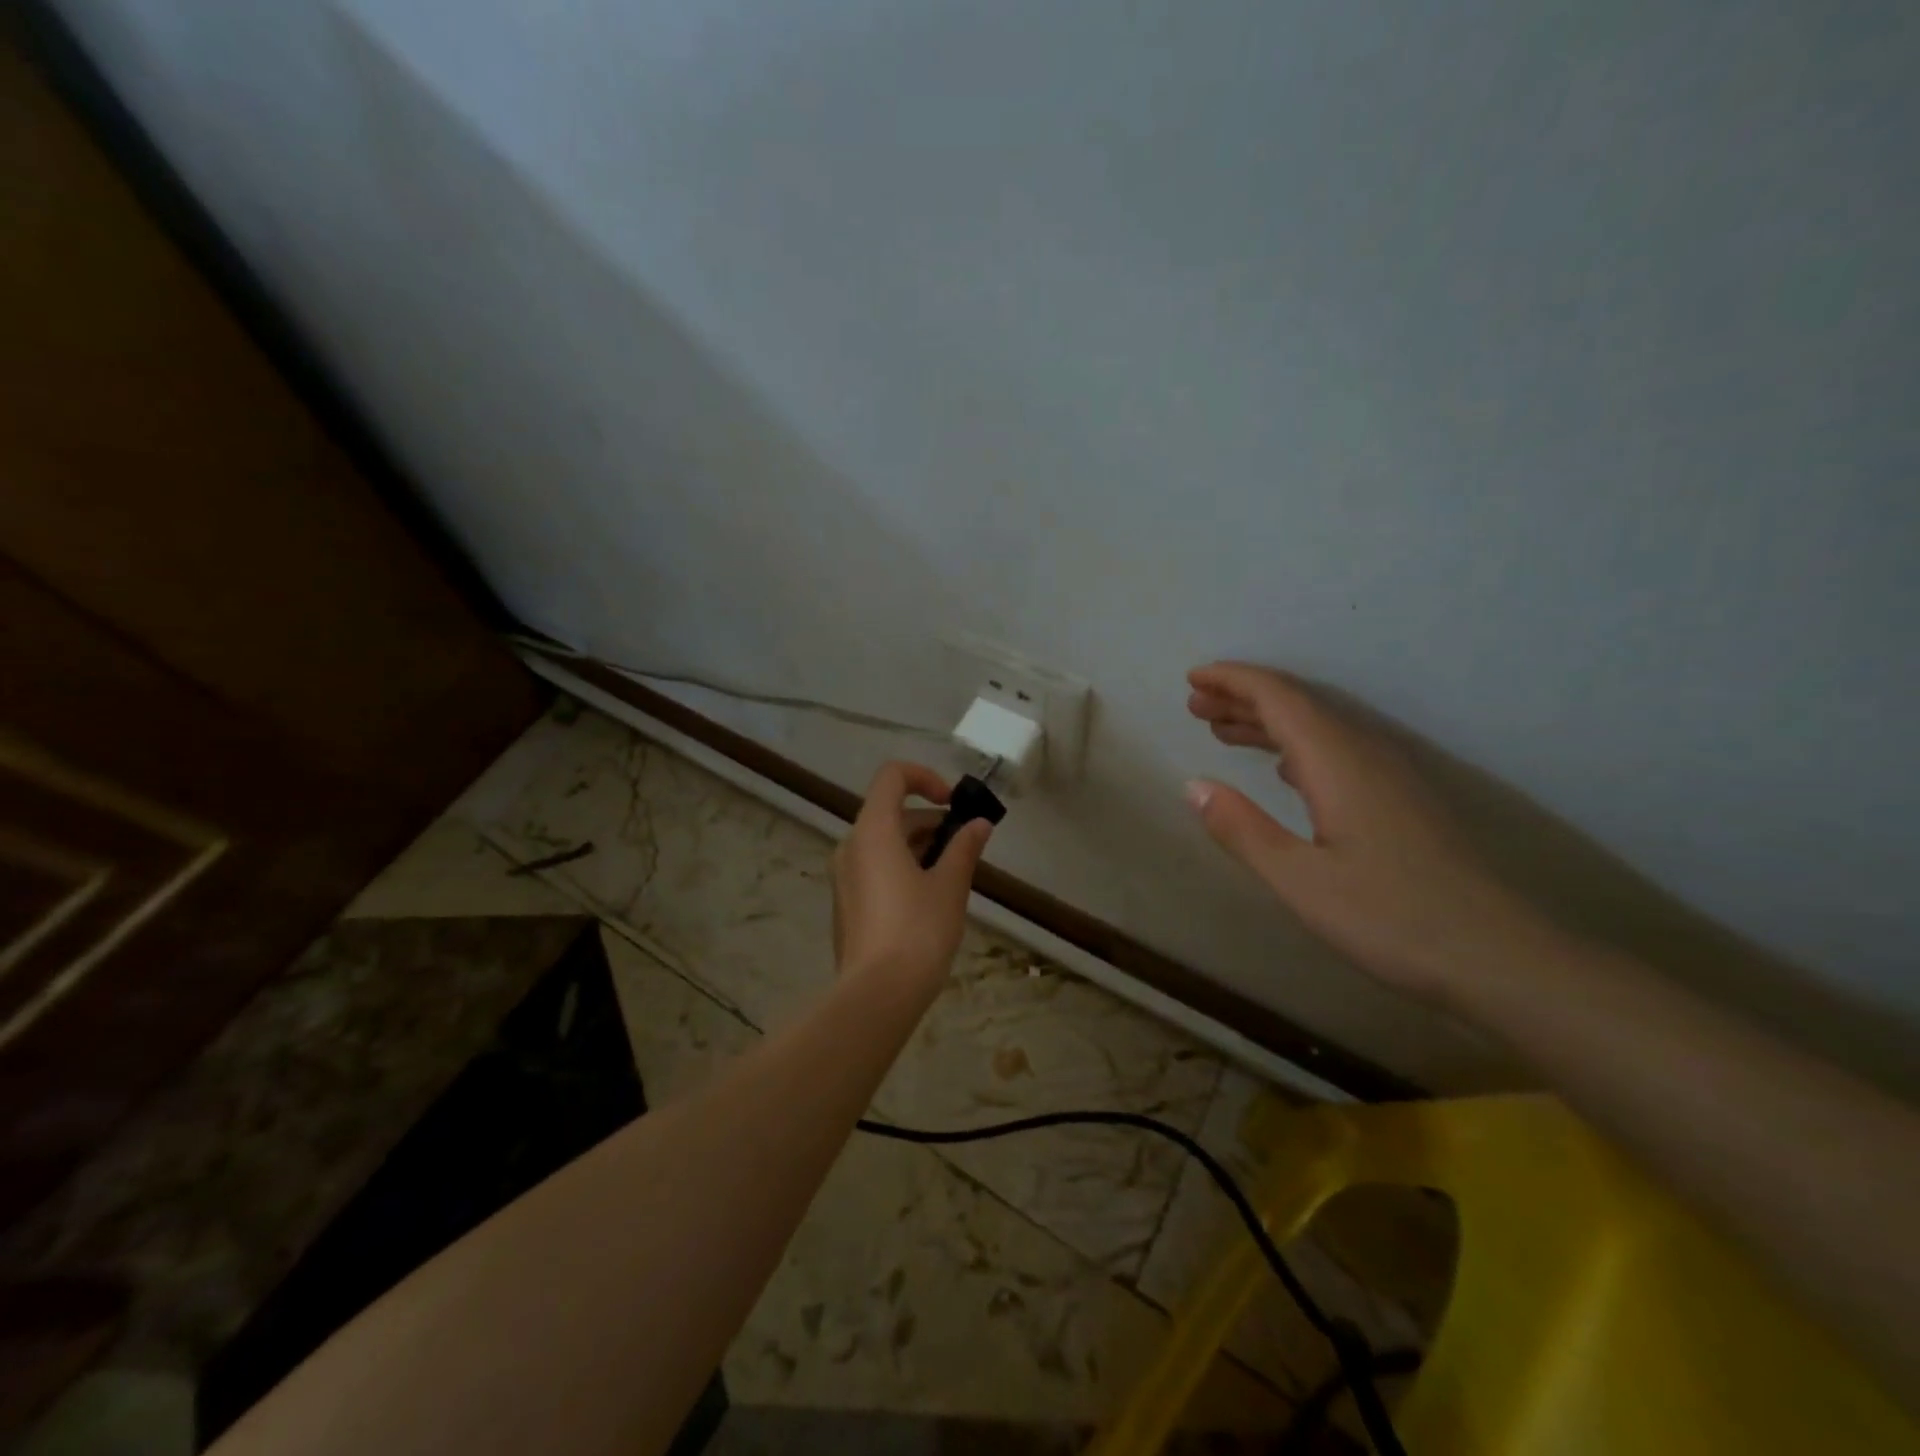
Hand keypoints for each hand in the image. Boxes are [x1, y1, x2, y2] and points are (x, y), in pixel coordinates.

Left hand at [831, 761, 993, 984]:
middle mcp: (850, 846)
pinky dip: (903, 867)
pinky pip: (875, 867)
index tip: (954, 805)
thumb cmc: (918, 931)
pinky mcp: (846, 902)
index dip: (926, 779)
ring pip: (884, 842)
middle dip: (932, 822)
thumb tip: (979, 824)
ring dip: (920, 846)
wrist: (877, 995)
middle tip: (965, 849)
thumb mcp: (950, 886)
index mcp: (873, 831)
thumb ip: (964, 848)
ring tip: (953, 876)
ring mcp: (844, 876)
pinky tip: (930, 899)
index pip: (892, 776)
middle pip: (891, 812)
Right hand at [1185, 662, 1556, 1003]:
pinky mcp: (1399, 802)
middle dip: (1243, 698)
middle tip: (1195, 705)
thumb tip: (1193, 785)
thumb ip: (1242, 829)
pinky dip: (1296, 748)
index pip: (1279, 699)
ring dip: (1268, 723)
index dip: (1234, 682)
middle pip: (1298, 707)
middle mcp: (1365, 755)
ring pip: (1318, 730)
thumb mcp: (1300, 881)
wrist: (1500, 959)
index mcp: (1338, 762)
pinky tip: (1282, 769)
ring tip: (1223, 730)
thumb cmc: (1392, 919)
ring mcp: (1388, 778)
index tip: (1193, 678)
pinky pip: (1336, 753)